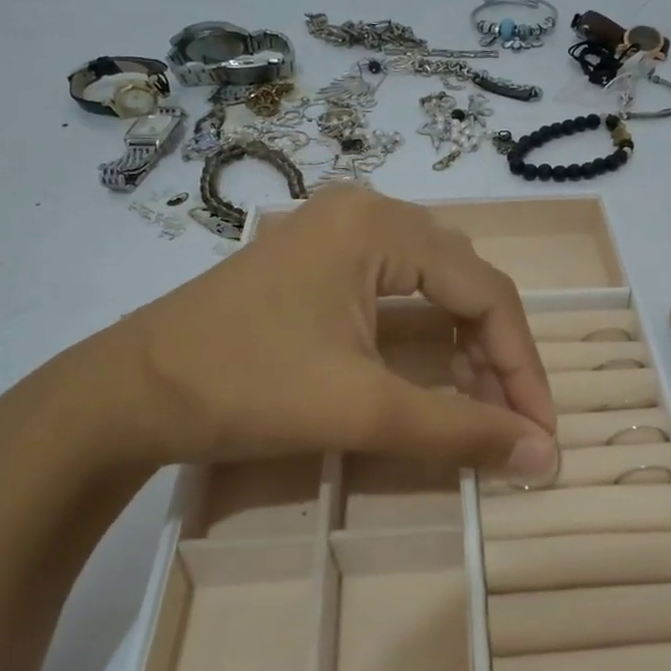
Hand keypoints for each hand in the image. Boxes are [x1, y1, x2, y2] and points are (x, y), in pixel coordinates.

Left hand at [0, 186, 559, 483]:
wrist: (125, 394)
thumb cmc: (245, 389)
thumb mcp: (362, 410)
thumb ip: (460, 432)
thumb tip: (544, 459)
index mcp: (381, 225)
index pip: (486, 292)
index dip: (522, 366)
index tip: (541, 433)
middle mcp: (366, 211)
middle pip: (463, 283)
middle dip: (495, 356)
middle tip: (512, 423)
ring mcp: (336, 232)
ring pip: (432, 287)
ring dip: (464, 347)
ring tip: (479, 407)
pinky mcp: (316, 260)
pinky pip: (395, 291)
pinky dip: (424, 336)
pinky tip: (433, 376)